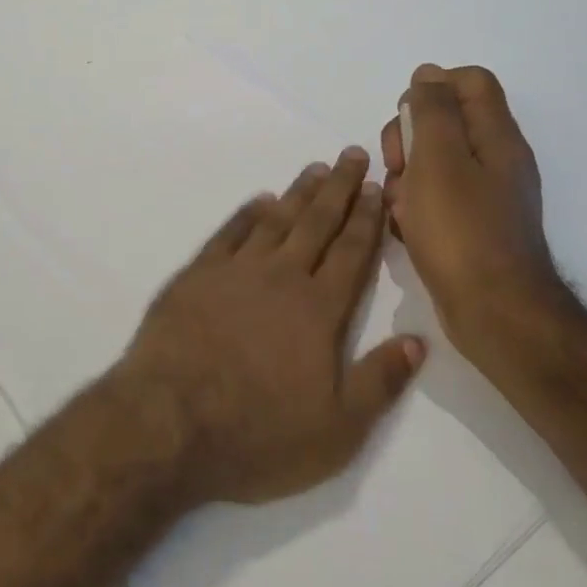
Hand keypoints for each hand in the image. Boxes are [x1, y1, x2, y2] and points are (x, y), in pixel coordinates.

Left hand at [114, 148, 424, 505]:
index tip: (377, 186)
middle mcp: (281, 277)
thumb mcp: (336, 429)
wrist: (168, 422)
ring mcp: (235, 271)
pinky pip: (229, 232)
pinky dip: (247, 213)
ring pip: (276, 220)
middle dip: (339, 188)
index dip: (367, 218)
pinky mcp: (197, 274)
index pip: (351, 253)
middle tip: (353, 154)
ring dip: (298, 193)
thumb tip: (417, 341)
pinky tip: (259, 200)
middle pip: (317, 223)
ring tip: (316, 168)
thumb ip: (379, 382)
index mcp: (318, 310)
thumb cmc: (257, 433)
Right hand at [380, 65, 563, 370]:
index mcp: (495, 136)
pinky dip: (414, 206)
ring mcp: (484, 194)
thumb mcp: (439, 159)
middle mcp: (495, 159)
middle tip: (398, 166)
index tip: (407, 117)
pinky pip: (434, 198)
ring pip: (431, 162)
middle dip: (408, 138)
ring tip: (400, 207)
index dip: (432, 87)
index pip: (470, 81)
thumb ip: (432, 110)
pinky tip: (406, 228)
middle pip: (444, 120)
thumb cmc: (461, 230)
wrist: (494, 313)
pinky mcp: (471, 225)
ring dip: (405, 176)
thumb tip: (428, 74)